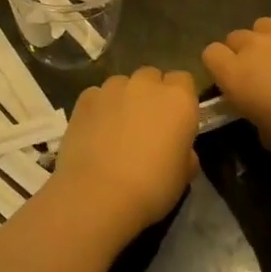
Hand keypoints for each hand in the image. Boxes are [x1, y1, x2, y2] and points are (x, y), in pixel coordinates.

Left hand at [50, 67, 198, 240]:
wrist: (99, 194)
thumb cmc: (151, 188)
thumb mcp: (183, 176)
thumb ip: (185, 152)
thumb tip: (180, 150)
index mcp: (178, 99)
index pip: (183, 81)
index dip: (179, 98)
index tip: (175, 120)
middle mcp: (147, 84)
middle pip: (152, 77)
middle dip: (151, 94)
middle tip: (147, 124)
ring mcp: (113, 88)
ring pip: (123, 84)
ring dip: (124, 99)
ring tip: (116, 129)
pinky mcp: (85, 98)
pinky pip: (98, 96)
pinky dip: (99, 108)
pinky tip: (94, 132)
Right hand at [202, 17, 270, 162]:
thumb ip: (256, 118)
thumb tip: (261, 112)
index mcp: (235, 74)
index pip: (210, 54)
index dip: (219, 67)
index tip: (232, 83)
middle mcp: (254, 46)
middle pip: (235, 37)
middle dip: (243, 52)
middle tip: (260, 74)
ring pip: (264, 26)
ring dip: (268, 40)